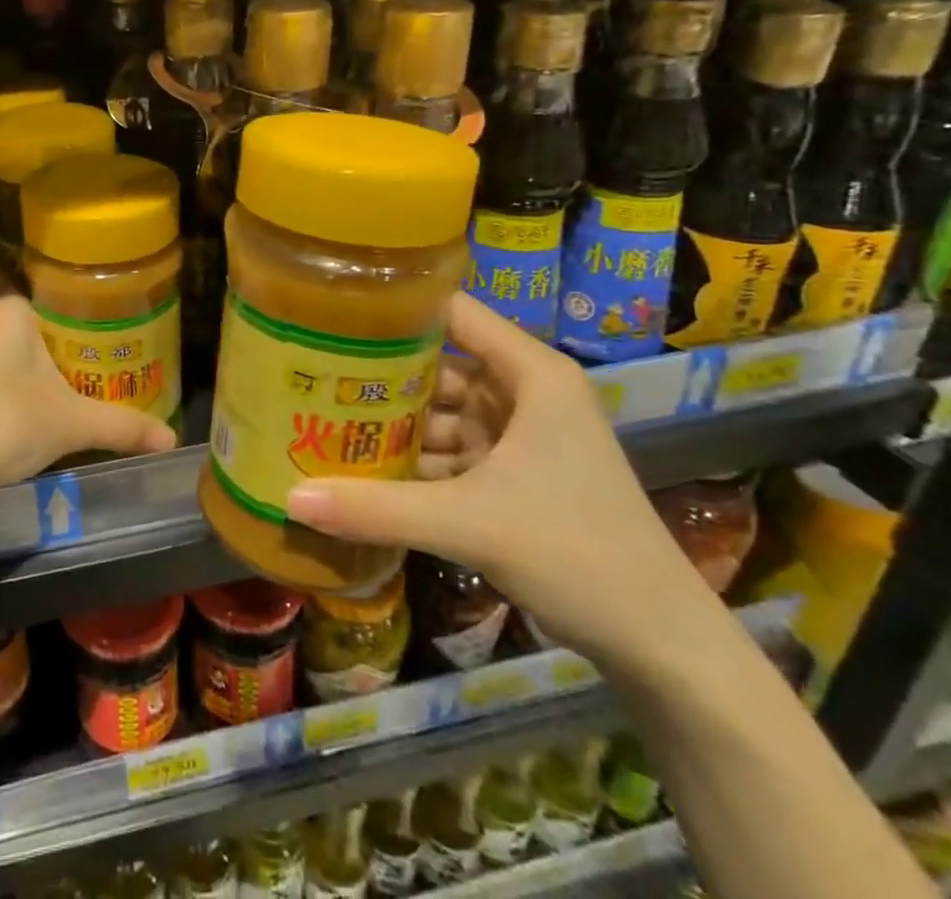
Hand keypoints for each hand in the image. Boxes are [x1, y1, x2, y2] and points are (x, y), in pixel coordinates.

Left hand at [0, 295, 177, 509]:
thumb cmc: (6, 423)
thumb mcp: (72, 424)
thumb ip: (123, 426)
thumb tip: (172, 439)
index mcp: (9, 310)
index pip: (34, 284)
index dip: (58, 298)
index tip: (86, 316)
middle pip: (20, 318)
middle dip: (47, 337)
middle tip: (85, 357)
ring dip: (21, 363)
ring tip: (57, 385)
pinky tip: (17, 412)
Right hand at [285, 293, 711, 664]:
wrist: (661, 647)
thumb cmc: (578, 554)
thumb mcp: (470, 524)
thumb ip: (378, 508)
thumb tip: (290, 498)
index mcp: (530, 374)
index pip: (452, 311)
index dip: (395, 304)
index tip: (331, 305)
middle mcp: (522, 393)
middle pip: (436, 364)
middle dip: (376, 371)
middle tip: (307, 368)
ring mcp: (516, 435)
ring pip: (437, 411)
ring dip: (388, 421)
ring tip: (319, 414)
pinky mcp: (509, 475)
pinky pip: (446, 451)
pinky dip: (409, 459)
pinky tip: (359, 465)